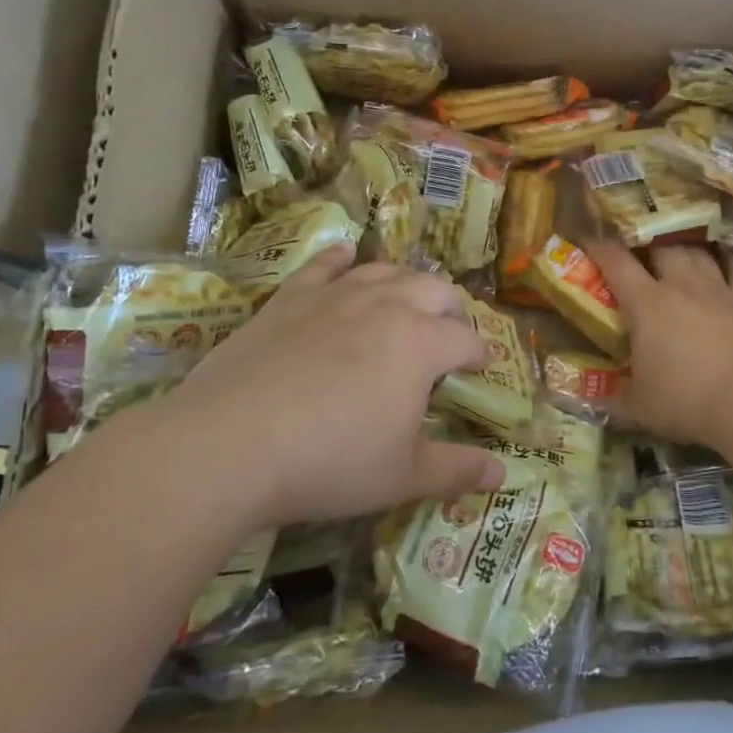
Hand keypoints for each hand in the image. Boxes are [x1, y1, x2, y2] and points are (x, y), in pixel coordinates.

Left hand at [151, 246, 506, 528]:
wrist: (231, 443)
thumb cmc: (330, 461)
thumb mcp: (402, 476)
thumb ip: (456, 470)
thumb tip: (501, 475)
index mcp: (422, 343)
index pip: (466, 338)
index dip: (479, 353)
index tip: (480, 368)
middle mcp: (386, 304)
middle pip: (434, 289)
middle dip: (450, 309)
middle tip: (448, 335)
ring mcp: (336, 294)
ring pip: (385, 270)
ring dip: (406, 282)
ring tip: (407, 301)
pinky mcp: (291, 296)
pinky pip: (325, 264)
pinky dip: (343, 257)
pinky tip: (347, 256)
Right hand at [587, 241, 732, 448]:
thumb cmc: (685, 401)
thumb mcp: (638, 407)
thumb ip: (614, 398)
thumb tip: (591, 398)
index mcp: (646, 303)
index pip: (616, 262)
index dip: (599, 247)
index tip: (588, 240)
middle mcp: (681, 285)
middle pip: (661, 247)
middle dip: (646, 245)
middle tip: (639, 253)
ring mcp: (718, 289)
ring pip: (698, 252)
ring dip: (684, 248)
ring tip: (677, 252)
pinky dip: (727, 260)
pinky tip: (723, 260)